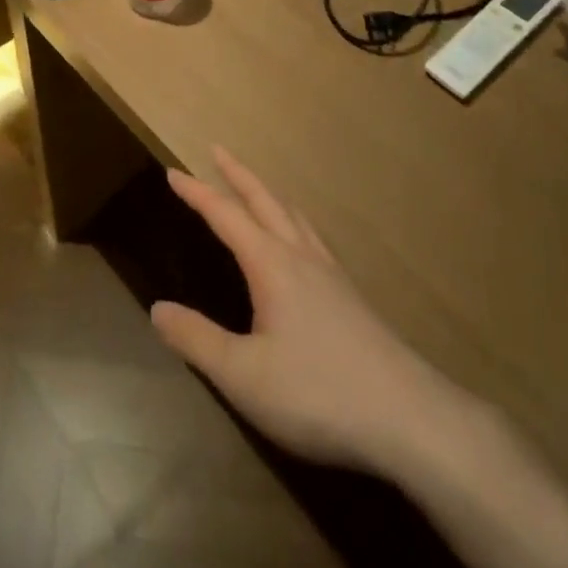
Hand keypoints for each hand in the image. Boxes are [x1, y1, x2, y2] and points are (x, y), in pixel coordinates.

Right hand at [151, 146, 454, 480]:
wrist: (409, 418)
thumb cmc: (319, 392)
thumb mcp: (244, 375)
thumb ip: (198, 341)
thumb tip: (157, 309)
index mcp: (271, 264)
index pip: (226, 215)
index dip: (197, 193)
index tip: (172, 172)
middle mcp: (300, 256)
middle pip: (265, 200)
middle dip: (237, 174)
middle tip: (216, 149)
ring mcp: (331, 274)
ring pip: (293, 215)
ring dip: (267, 193)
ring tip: (255, 187)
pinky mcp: (351, 296)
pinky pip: (312, 237)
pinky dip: (292, 220)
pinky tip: (299, 243)